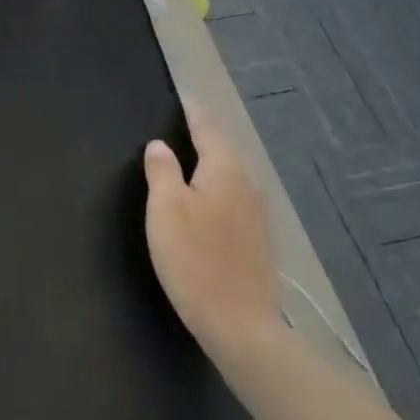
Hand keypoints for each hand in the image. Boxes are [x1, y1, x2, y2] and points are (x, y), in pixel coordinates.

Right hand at [144, 101, 282, 366]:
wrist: (240, 325)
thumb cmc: (195, 259)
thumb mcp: (166, 209)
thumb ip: (162, 171)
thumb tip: (160, 145)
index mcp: (225, 171)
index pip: (207, 128)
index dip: (193, 110)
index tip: (184, 93)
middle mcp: (248, 186)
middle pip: (224, 151)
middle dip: (204, 136)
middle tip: (183, 122)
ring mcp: (258, 216)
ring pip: (231, 177)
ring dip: (211, 164)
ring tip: (190, 158)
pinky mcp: (258, 242)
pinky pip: (234, 200)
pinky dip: (218, 189)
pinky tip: (206, 201)